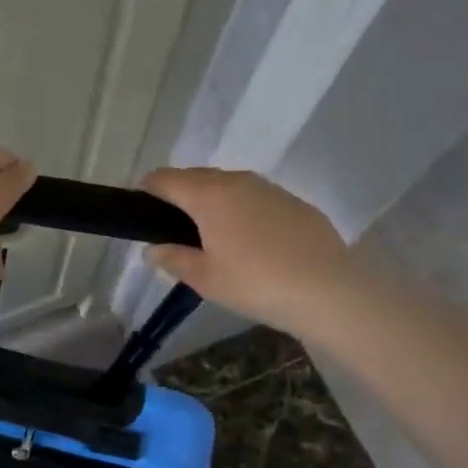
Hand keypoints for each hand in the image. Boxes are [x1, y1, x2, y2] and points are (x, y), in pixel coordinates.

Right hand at [140, 167, 357, 332]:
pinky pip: (256, 199)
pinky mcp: (296, 203)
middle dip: (180, 195)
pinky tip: (249, 242)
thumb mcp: (204, 278)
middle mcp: (238, 181)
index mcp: (208, 195)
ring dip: (213, 202)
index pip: (166, 179)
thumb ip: (173, 259)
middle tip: (172, 227)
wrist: (328, 290)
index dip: (147, 190)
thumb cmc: (254, 283)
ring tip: (210, 236)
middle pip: (197, 177)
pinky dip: (243, 211)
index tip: (140, 208)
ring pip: (229, 186)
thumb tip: (152, 249)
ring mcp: (270, 189)